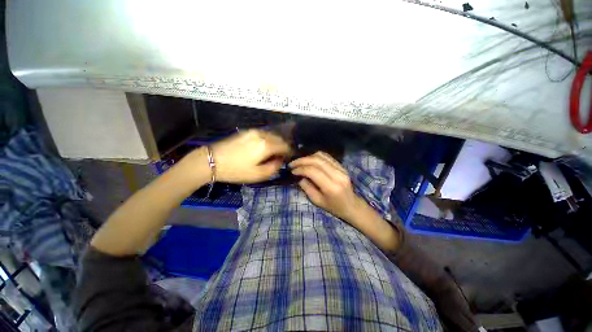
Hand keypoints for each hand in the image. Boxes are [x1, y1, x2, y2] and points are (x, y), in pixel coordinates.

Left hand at [210, 129, 290, 182]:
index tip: (288, 159)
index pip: (285, 146)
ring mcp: (253, 131)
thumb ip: (274, 167)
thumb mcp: (258, 175)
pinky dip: (267, 139)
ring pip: (271, 135)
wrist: (211, 160)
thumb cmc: (236, 170)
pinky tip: (262, 147)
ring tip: (272, 152)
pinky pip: (262, 134)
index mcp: (266, 145)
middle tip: (281, 157)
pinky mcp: (246, 131)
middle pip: (279, 138)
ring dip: (275, 143)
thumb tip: (280, 160)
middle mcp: (262, 134)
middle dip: (283, 147)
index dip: (288, 152)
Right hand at [290, 151, 361, 220]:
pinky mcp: (342, 166)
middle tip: (292, 164)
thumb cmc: (334, 207)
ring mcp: (341, 168)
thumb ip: (307, 188)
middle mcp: (337, 174)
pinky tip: (309, 160)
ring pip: (322, 156)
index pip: (313, 171)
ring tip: (299, 162)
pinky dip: (316, 157)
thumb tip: (299, 176)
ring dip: (308, 157)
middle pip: (317, 160)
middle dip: (302, 160)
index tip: (292, 171)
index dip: (300, 169)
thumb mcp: (317, 201)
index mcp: (331, 187)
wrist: (352, 205)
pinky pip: (327, 157)